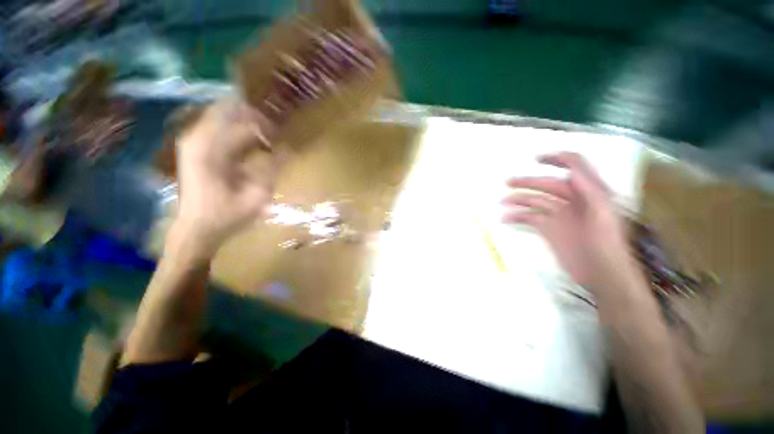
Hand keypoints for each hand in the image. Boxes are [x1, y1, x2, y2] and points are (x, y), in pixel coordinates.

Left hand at [172, 98, 276, 257]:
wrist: (197, 229)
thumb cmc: (227, 215)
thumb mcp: (258, 195)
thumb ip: (273, 169)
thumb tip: (288, 149)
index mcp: (210, 149)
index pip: (241, 120)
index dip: (265, 123)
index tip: (281, 134)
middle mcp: (197, 138)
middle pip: (228, 110)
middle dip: (255, 117)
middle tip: (274, 132)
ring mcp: (194, 142)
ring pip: (223, 116)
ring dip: (247, 123)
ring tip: (267, 137)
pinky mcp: (196, 149)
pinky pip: (219, 128)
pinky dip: (238, 132)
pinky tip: (253, 144)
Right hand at [503, 152, 638, 293]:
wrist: (603, 276)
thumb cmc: (607, 245)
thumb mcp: (605, 214)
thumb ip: (590, 189)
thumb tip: (571, 170)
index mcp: (590, 192)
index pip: (575, 167)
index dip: (557, 159)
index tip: (536, 159)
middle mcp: (573, 201)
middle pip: (548, 184)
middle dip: (528, 182)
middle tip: (508, 182)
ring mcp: (560, 216)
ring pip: (536, 201)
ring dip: (519, 200)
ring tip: (503, 202)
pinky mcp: (550, 230)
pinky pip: (530, 218)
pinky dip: (518, 217)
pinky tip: (506, 219)